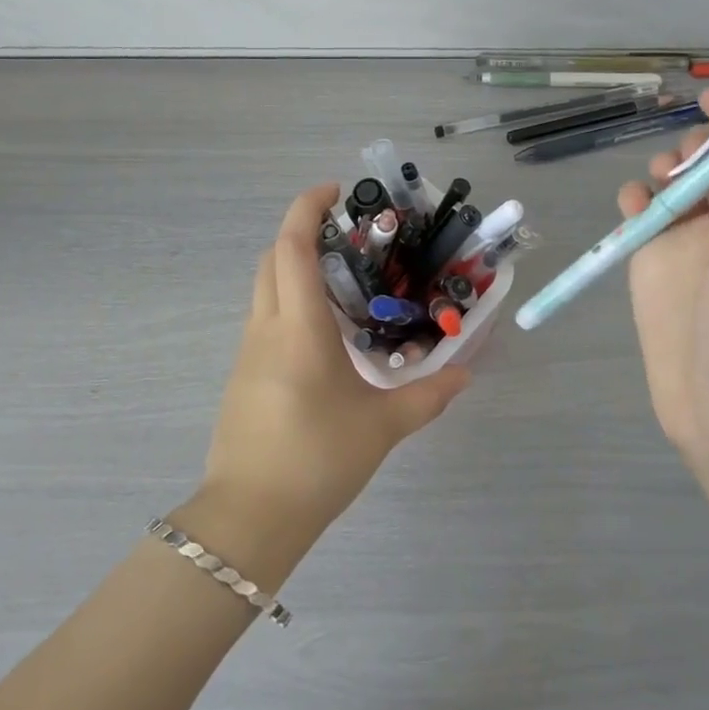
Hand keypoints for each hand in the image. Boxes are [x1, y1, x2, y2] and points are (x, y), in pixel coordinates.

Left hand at [196, 184, 470, 546]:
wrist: (249, 518)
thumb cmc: (317, 460)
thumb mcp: (381, 427)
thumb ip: (427, 396)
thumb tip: (465, 375)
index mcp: (298, 327)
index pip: (292, 247)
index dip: (307, 208)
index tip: (335, 191)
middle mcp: (266, 327)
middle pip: (271, 258)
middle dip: (301, 232)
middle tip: (347, 234)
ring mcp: (248, 352)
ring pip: (265, 288)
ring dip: (294, 268)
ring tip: (344, 282)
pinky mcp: (243, 375)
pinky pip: (264, 318)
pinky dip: (289, 302)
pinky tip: (325, 334)